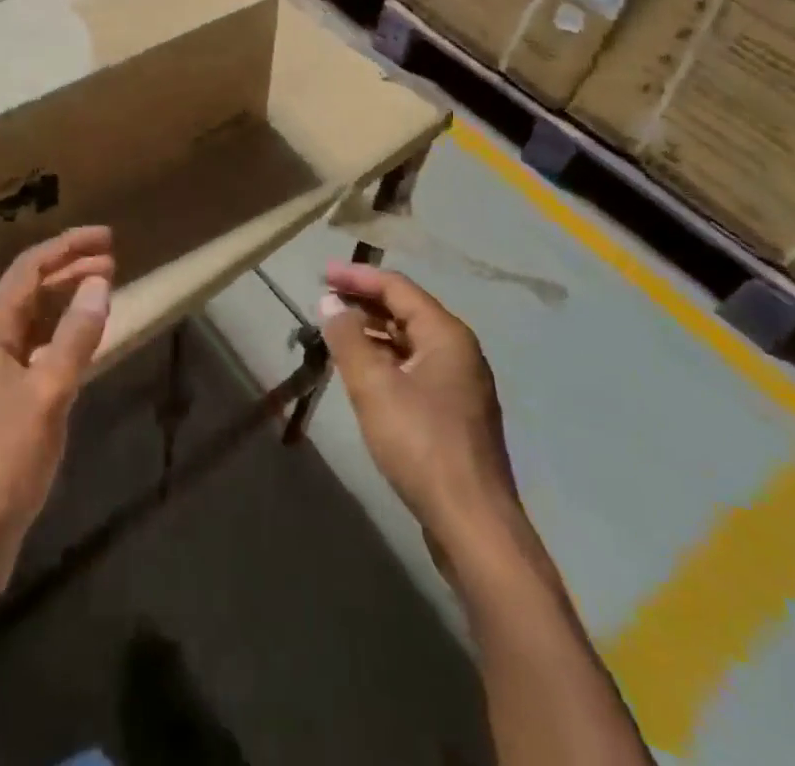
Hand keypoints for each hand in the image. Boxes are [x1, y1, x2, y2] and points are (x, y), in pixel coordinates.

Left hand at [0, 226, 114, 603]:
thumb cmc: (6, 460)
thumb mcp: (49, 393)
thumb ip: (76, 336)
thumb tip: (99, 283)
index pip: (28, 270)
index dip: (67, 247)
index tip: (106, 237)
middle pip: (28, 291)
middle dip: (69, 270)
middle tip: (113, 261)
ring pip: (31, 320)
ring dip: (64, 301)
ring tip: (103, 290)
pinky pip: (32, 349)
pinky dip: (59, 336)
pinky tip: (82, 342)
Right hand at [319, 262, 518, 548]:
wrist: (472, 523)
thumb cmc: (421, 444)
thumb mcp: (373, 386)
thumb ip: (347, 338)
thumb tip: (329, 302)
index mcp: (446, 335)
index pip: (397, 288)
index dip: (357, 277)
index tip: (321, 273)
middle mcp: (459, 351)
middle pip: (405, 311)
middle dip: (363, 302)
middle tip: (324, 300)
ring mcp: (460, 384)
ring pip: (409, 342)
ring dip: (372, 332)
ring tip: (335, 333)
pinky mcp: (454, 413)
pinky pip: (414, 368)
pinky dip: (385, 359)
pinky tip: (362, 372)